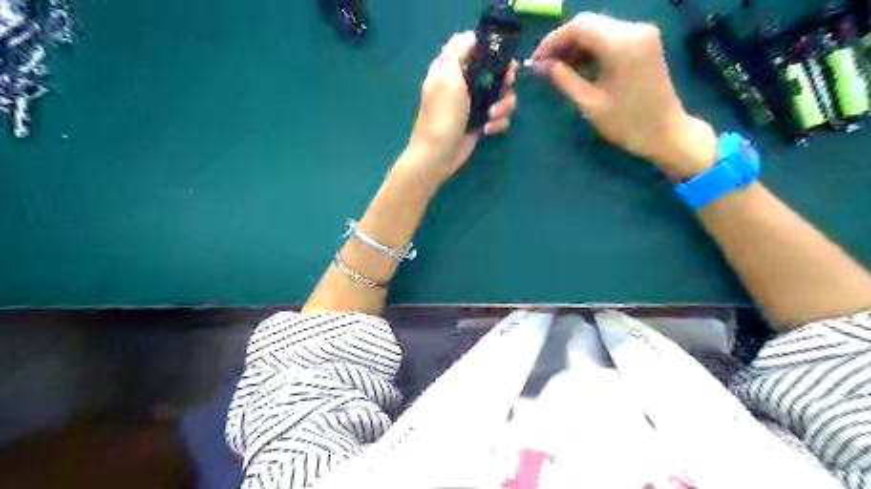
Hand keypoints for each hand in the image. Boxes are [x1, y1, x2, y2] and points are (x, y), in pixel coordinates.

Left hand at [407, 30, 515, 184]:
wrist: (438, 155)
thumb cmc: (442, 115)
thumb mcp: (447, 76)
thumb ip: (457, 50)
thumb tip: (471, 37)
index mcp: (451, 68)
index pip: (474, 47)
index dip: (491, 50)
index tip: (501, 59)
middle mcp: (464, 84)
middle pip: (495, 71)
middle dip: (505, 79)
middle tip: (506, 86)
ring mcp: (473, 104)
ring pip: (502, 95)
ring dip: (503, 105)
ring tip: (491, 116)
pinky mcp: (480, 122)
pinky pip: (500, 116)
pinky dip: (498, 123)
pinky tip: (487, 130)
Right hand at [535, 13, 718, 179]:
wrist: (666, 132)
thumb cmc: (626, 123)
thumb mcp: (590, 104)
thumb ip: (564, 80)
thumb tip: (542, 65)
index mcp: (621, 45)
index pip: (578, 27)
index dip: (552, 41)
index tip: (536, 61)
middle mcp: (634, 29)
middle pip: (588, 23)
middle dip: (562, 42)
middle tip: (545, 66)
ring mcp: (642, 33)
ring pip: (597, 28)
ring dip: (575, 46)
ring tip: (559, 70)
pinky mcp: (644, 42)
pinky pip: (610, 36)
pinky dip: (591, 48)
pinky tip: (579, 67)